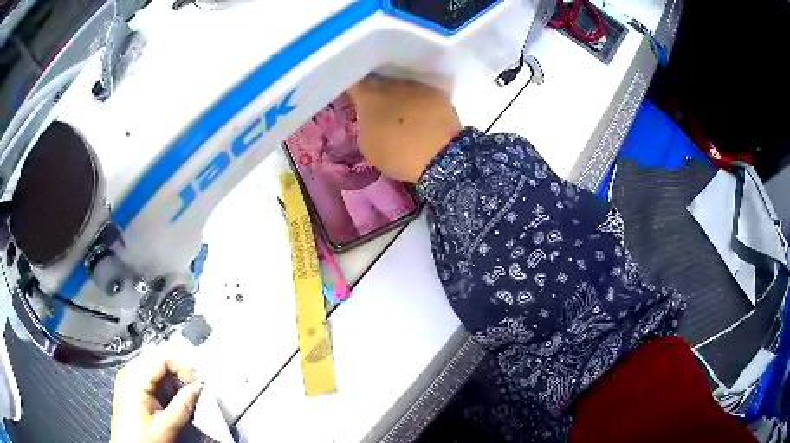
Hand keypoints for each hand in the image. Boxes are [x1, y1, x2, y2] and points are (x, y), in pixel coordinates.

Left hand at [110, 354, 202, 442]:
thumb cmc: (144, 439)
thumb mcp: (167, 426)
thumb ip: (183, 405)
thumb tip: (198, 387)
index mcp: (135, 378)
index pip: (162, 357)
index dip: (183, 368)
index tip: (197, 384)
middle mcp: (128, 372)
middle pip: (158, 360)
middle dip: (178, 374)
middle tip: (193, 390)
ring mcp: (127, 379)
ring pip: (154, 368)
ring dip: (172, 381)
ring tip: (183, 398)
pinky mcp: (128, 387)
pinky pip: (148, 377)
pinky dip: (163, 385)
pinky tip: (170, 400)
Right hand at [348, 76, 462, 182]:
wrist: (441, 155)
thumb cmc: (397, 152)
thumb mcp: (367, 143)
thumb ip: (365, 124)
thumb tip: (370, 117)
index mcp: (369, 94)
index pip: (354, 82)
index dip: (353, 89)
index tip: (354, 98)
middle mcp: (392, 82)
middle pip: (379, 81)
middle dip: (377, 92)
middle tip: (378, 108)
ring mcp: (417, 85)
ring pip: (402, 86)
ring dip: (399, 96)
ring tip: (402, 114)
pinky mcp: (438, 94)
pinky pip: (421, 94)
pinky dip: (418, 103)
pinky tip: (420, 117)